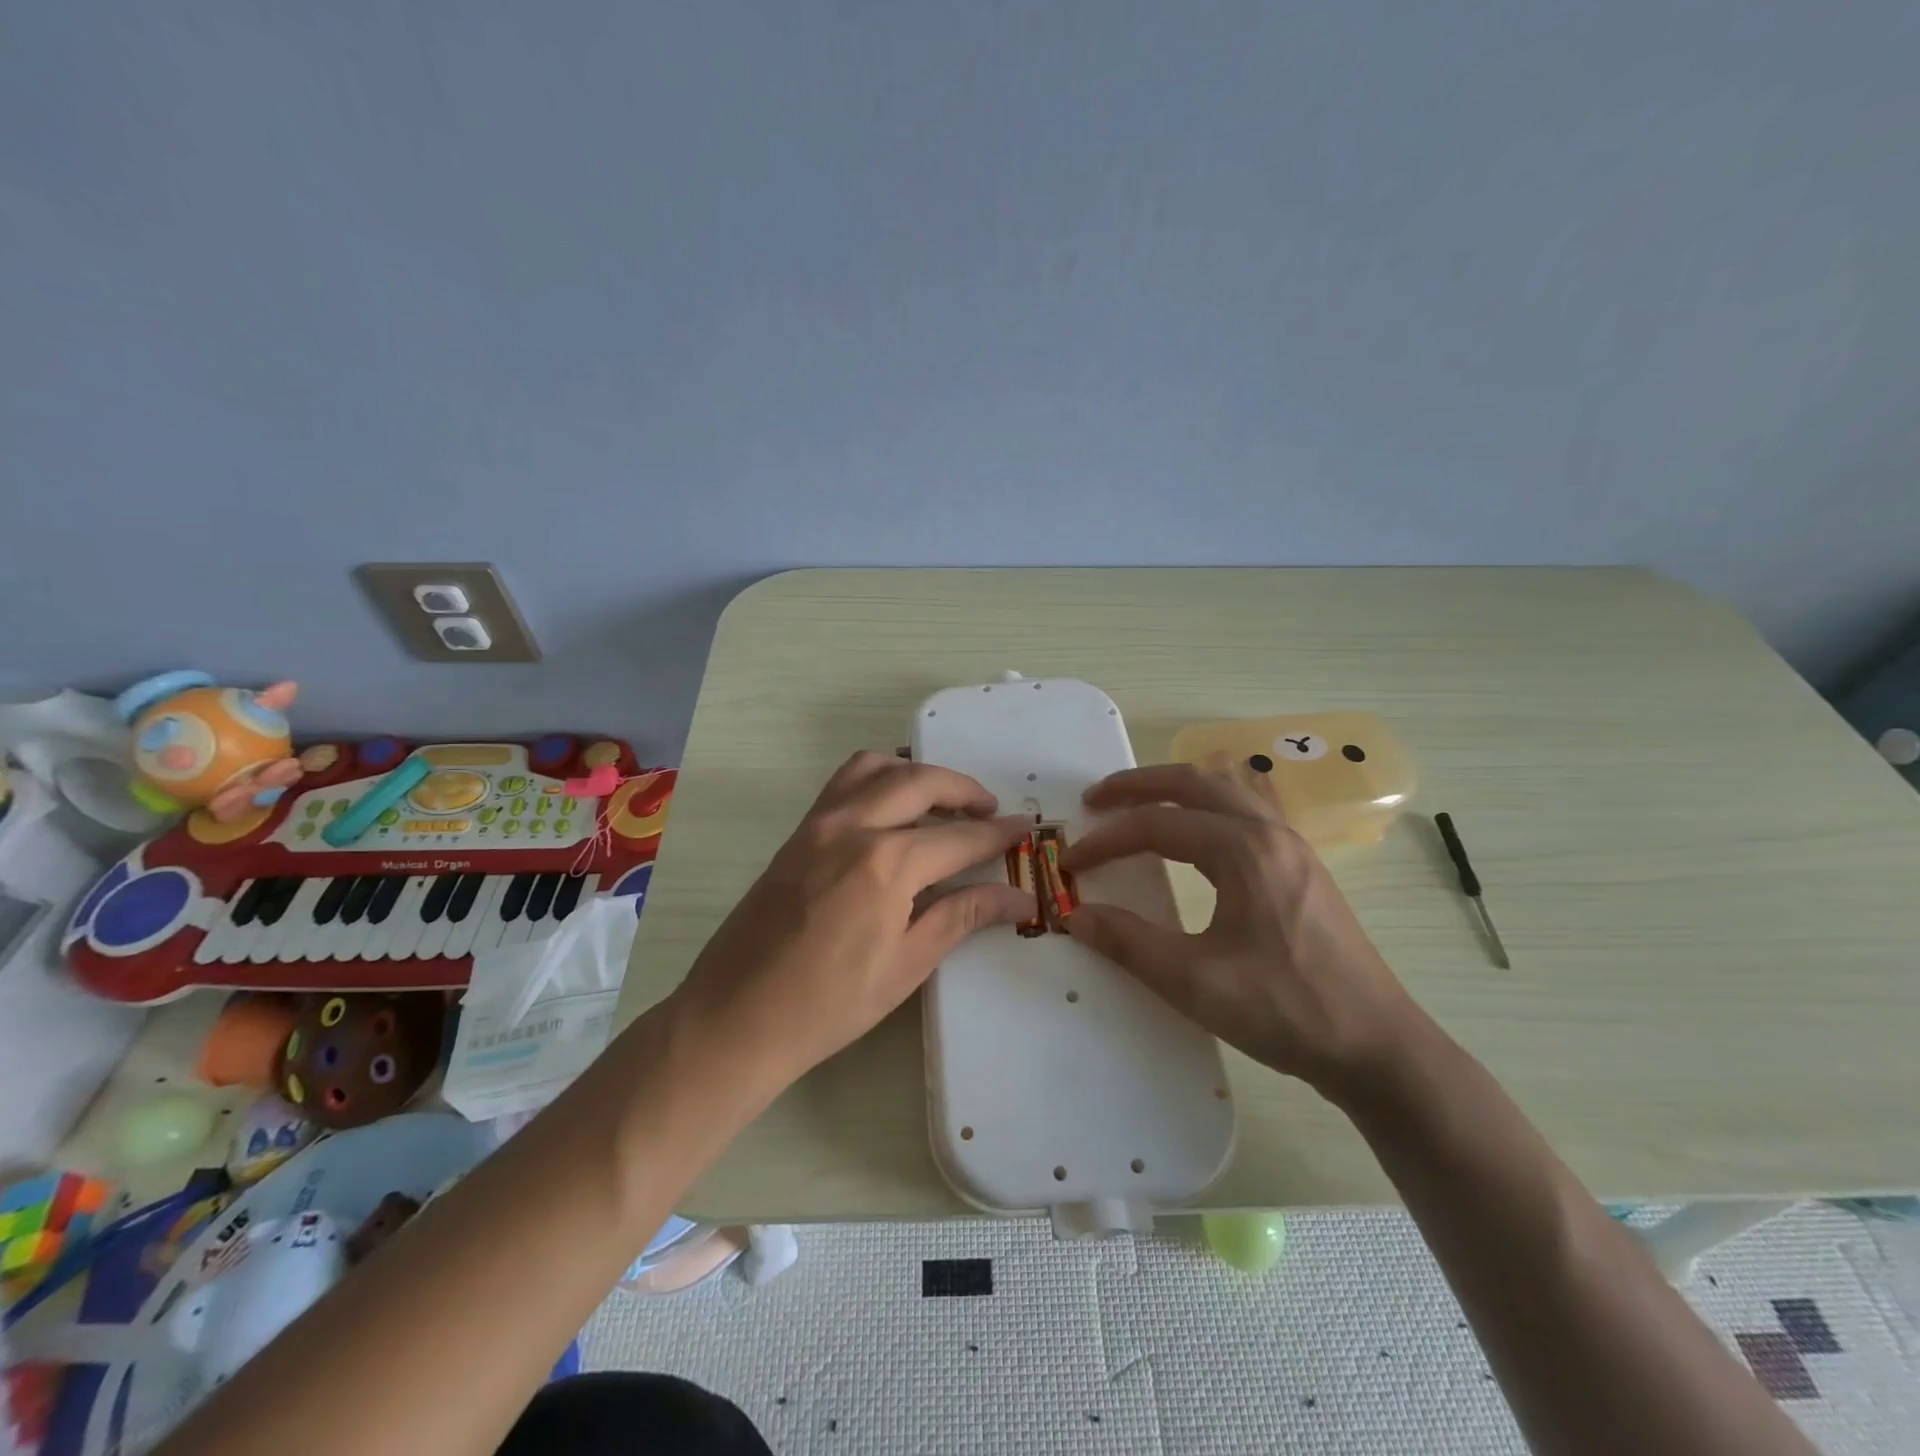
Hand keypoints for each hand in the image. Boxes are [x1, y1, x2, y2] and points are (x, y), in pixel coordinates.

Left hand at [666, 752, 1034, 1098]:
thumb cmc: (829, 1004)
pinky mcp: (798, 831)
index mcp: (887, 864)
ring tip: (941, 802)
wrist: (736, 1016)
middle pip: (922, 782)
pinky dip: (878, 778)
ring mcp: (819, 823)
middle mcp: (854, 826)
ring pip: (878, 768)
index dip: (997, 834)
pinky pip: (844, 782)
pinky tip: (891, 809)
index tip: (1024, 830)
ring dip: (918, 774)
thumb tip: (1018, 897)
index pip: (959, 838)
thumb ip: (962, 916)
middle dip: (965, 791)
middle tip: (990, 812)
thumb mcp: (907, 964)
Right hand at [1063, 764, 1421, 1098]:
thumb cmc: (1286, 1010)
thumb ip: (1128, 942)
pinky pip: (1249, 811)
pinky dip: (1212, 804)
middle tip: (1097, 799)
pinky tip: (1203, 824)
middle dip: (1140, 785)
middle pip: (1195, 783)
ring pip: (1227, 791)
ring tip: (1140, 803)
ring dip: (1177, 789)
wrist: (1377, 1047)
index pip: (1158, 825)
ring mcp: (1292, 848)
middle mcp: (1270, 833)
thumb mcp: (1195, 982)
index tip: (1072, 862)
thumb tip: (1075, 915)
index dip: (1108, 840)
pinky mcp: (1302, 868)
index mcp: (1244, 851)